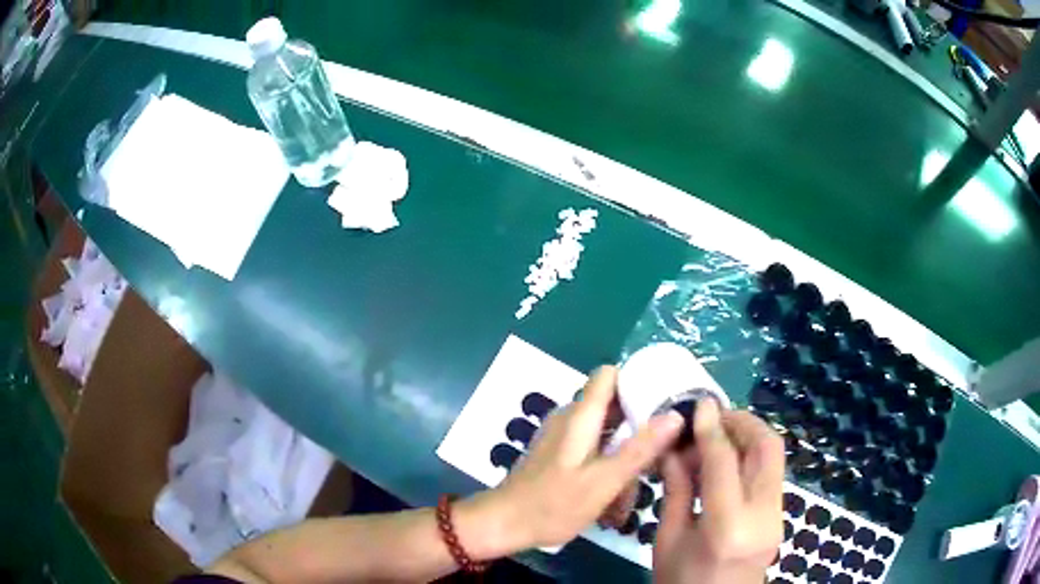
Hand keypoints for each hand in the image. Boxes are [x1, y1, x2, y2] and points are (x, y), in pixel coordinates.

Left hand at [475, 366, 683, 551]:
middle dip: (638, 433)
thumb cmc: (553, 505)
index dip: (639, 381)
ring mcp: (563, 438)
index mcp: (580, 416)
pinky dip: (607, 470)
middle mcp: (571, 419)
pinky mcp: (559, 456)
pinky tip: (613, 502)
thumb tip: (675, 415)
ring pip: (607, 437)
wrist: (503, 525)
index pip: (611, 375)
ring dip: (624, 461)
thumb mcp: (603, 481)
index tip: (665, 402)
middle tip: (658, 462)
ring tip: (631, 497)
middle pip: (615, 409)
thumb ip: (640, 449)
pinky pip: (592, 452)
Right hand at [653, 400, 784, 583]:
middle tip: (714, 415)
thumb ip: (676, 490)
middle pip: (767, 449)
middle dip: (743, 422)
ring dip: (749, 436)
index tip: (700, 405)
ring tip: (717, 435)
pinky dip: (751, 457)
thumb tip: (675, 448)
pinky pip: (770, 473)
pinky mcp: (781, 517)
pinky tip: (727, 461)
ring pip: (774, 457)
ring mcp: (778, 516)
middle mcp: (762, 516)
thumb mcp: (668, 539)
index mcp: (727, 527)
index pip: (724, 463)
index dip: (711, 429)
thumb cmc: (680, 582)